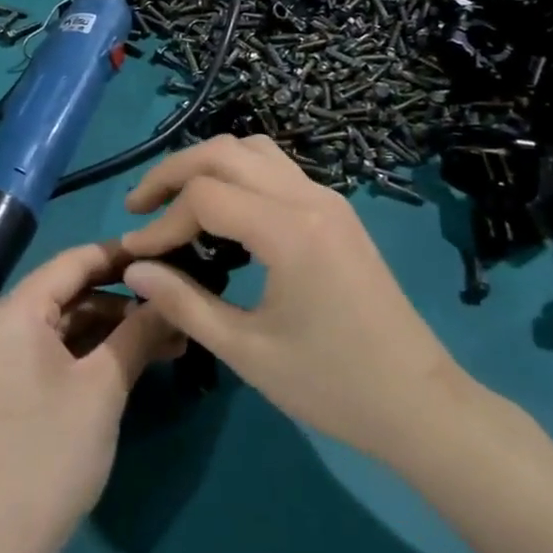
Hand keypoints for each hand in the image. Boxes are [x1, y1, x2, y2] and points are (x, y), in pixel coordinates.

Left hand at [0, 242, 184, 552]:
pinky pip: (52, 351)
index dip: (123, 256)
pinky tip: (134, 359)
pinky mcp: (3, 384)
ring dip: (112, 330)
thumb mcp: (104, 387)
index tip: (169, 254)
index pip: (74, 262)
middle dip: (125, 302)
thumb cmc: (50, 454)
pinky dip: (90, 353)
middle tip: (177, 306)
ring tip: (169, 339)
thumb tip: (173, 294)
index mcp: (10, 311)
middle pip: (69, 294)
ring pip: (64, 325)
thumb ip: (140, 331)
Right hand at [120, 135, 473, 469]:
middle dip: (172, 172)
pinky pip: (276, 169)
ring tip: (175, 200)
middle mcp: (309, 197)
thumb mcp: (247, 352)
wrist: (418, 402)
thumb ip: (184, 303)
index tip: (135, 254)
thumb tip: (134, 269)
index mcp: (290, 230)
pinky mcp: (335, 210)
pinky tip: (222, 212)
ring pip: (252, 150)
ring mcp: (327, 198)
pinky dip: (237, 174)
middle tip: (138, 207)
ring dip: (207, 164)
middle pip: (223, 152)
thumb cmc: (332, 385)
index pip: (205, 196)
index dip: (161, 222)